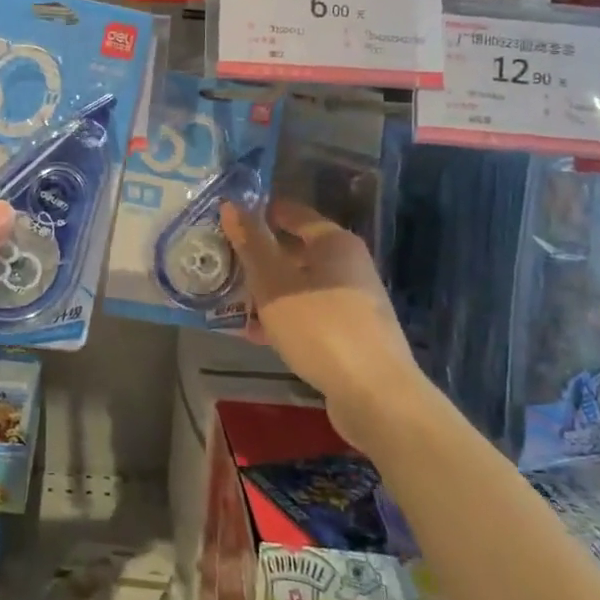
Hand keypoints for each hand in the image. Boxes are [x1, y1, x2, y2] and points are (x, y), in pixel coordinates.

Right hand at [222, 198, 426, 447]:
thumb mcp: (273, 282)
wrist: (375, 395)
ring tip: (233, 302)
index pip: (293, 213)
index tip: (228, 220)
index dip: (260, 213)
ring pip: (301, 285)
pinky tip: (259, 335)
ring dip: (268, 291)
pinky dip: (285, 317)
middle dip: (260, 258)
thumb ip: (251, 243)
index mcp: (334, 242)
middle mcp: (349, 265)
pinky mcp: (353, 333)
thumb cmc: (319, 326)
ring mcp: (354, 301)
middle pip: (296, 251)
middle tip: (224, 263)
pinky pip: (310, 313)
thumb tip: (231, 204)